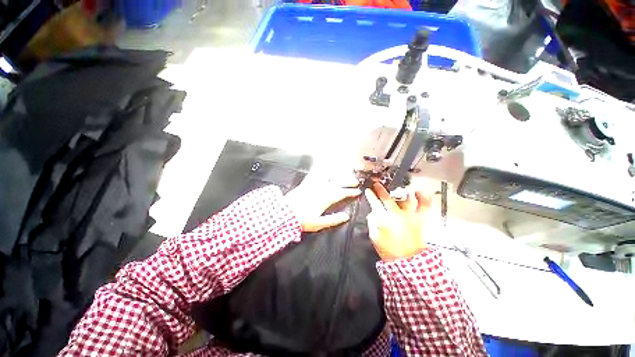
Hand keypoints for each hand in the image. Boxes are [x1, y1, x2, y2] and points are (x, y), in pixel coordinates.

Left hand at [284, 171, 360, 231]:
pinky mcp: (306, 183)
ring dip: (337, 175)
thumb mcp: (318, 223)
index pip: (341, 193)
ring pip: (328, 177)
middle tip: (355, 182)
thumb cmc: (302, 220)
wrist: (284, 214)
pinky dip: (321, 170)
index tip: (357, 191)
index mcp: (325, 199)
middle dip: (348, 181)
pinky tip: (324, 167)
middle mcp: (320, 189)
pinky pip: (315, 174)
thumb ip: (333, 219)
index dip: (350, 192)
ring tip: (344, 174)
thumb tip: (346, 216)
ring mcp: (313, 185)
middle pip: (337, 183)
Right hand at [365, 182, 429, 260]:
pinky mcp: (420, 219)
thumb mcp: (375, 238)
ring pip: (406, 198)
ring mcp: (410, 215)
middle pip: (388, 198)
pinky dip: (423, 197)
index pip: (375, 203)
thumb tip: (373, 213)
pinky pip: (424, 206)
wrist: (408, 261)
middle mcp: (397, 214)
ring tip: (397, 187)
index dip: (370, 196)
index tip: (368, 190)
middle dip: (381, 190)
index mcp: (384, 219)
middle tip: (377, 184)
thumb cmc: (389, 250)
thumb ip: (372, 223)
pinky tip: (419, 191)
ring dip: (400, 191)